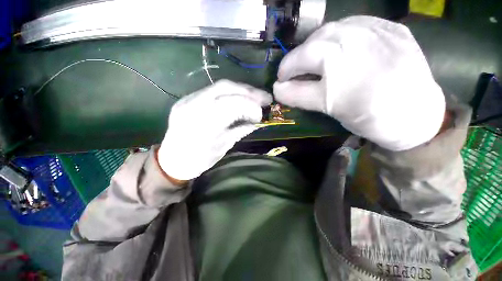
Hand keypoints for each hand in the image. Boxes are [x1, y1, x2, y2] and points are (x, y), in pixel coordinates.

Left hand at [158, 80, 271, 180]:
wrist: (172, 160)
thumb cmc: (197, 160)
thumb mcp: (222, 148)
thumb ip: (239, 131)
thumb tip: (255, 121)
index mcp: (201, 123)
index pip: (230, 104)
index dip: (250, 106)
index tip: (261, 115)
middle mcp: (192, 105)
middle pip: (225, 87)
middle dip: (248, 91)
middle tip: (265, 98)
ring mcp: (188, 99)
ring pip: (220, 86)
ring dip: (241, 90)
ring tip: (256, 96)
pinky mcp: (188, 99)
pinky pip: (214, 91)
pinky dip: (231, 93)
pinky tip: (241, 98)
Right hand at [273, 16, 444, 150]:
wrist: (419, 117)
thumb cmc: (371, 117)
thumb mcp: (328, 108)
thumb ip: (298, 95)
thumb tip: (277, 89)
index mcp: (338, 58)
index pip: (300, 58)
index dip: (286, 69)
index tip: (281, 81)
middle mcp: (357, 34)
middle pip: (315, 39)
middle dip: (300, 58)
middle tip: (297, 73)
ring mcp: (378, 27)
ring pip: (335, 28)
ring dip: (319, 46)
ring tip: (318, 63)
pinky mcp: (394, 29)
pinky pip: (358, 26)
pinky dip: (342, 37)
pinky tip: (342, 50)